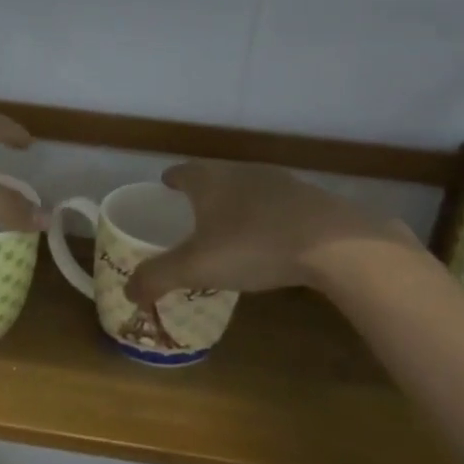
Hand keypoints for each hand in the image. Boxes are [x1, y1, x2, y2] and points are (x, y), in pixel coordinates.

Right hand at [124, 161, 419, 307]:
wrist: (335, 244)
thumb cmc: (253, 245)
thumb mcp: (196, 267)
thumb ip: (157, 277)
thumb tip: (127, 292)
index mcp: (210, 180)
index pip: (182, 172)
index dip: (171, 180)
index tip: (165, 186)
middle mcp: (243, 172)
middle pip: (216, 176)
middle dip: (202, 192)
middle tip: (192, 212)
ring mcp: (282, 183)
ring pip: (249, 189)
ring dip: (237, 204)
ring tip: (230, 226)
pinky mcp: (312, 200)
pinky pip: (279, 205)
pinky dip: (267, 217)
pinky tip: (271, 238)